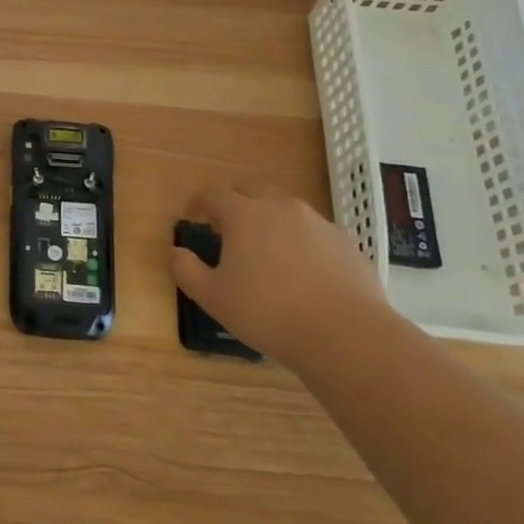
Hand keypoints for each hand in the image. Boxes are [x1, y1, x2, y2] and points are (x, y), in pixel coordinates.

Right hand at [169, 184, 388, 365]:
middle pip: (252, 189)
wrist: (346, 334)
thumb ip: (186, 270)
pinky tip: (301, 270)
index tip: (192, 218)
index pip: (214, 194)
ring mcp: (318, 223)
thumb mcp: (212, 297)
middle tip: (226, 227)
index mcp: (244, 214)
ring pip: (285, 208)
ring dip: (268, 219)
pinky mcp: (346, 243)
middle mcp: (281, 207)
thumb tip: (177, 252)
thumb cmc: (268, 312)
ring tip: (264, 249)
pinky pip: (314, 231)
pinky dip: (300, 240)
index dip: (198, 203)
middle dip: (235, 201)